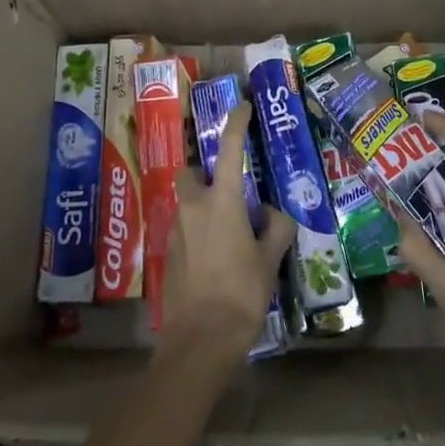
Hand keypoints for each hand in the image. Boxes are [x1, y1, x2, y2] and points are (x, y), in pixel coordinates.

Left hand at [159, 103, 294, 370]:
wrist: (200, 338)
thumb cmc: (241, 292)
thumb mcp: (270, 258)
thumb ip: (275, 227)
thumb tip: (272, 214)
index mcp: (221, 203)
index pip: (229, 150)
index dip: (236, 124)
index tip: (242, 106)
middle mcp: (193, 209)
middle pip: (191, 174)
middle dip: (205, 172)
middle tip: (229, 188)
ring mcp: (176, 232)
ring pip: (186, 203)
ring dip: (203, 204)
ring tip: (230, 227)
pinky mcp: (169, 254)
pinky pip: (184, 229)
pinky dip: (199, 230)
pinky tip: (218, 255)